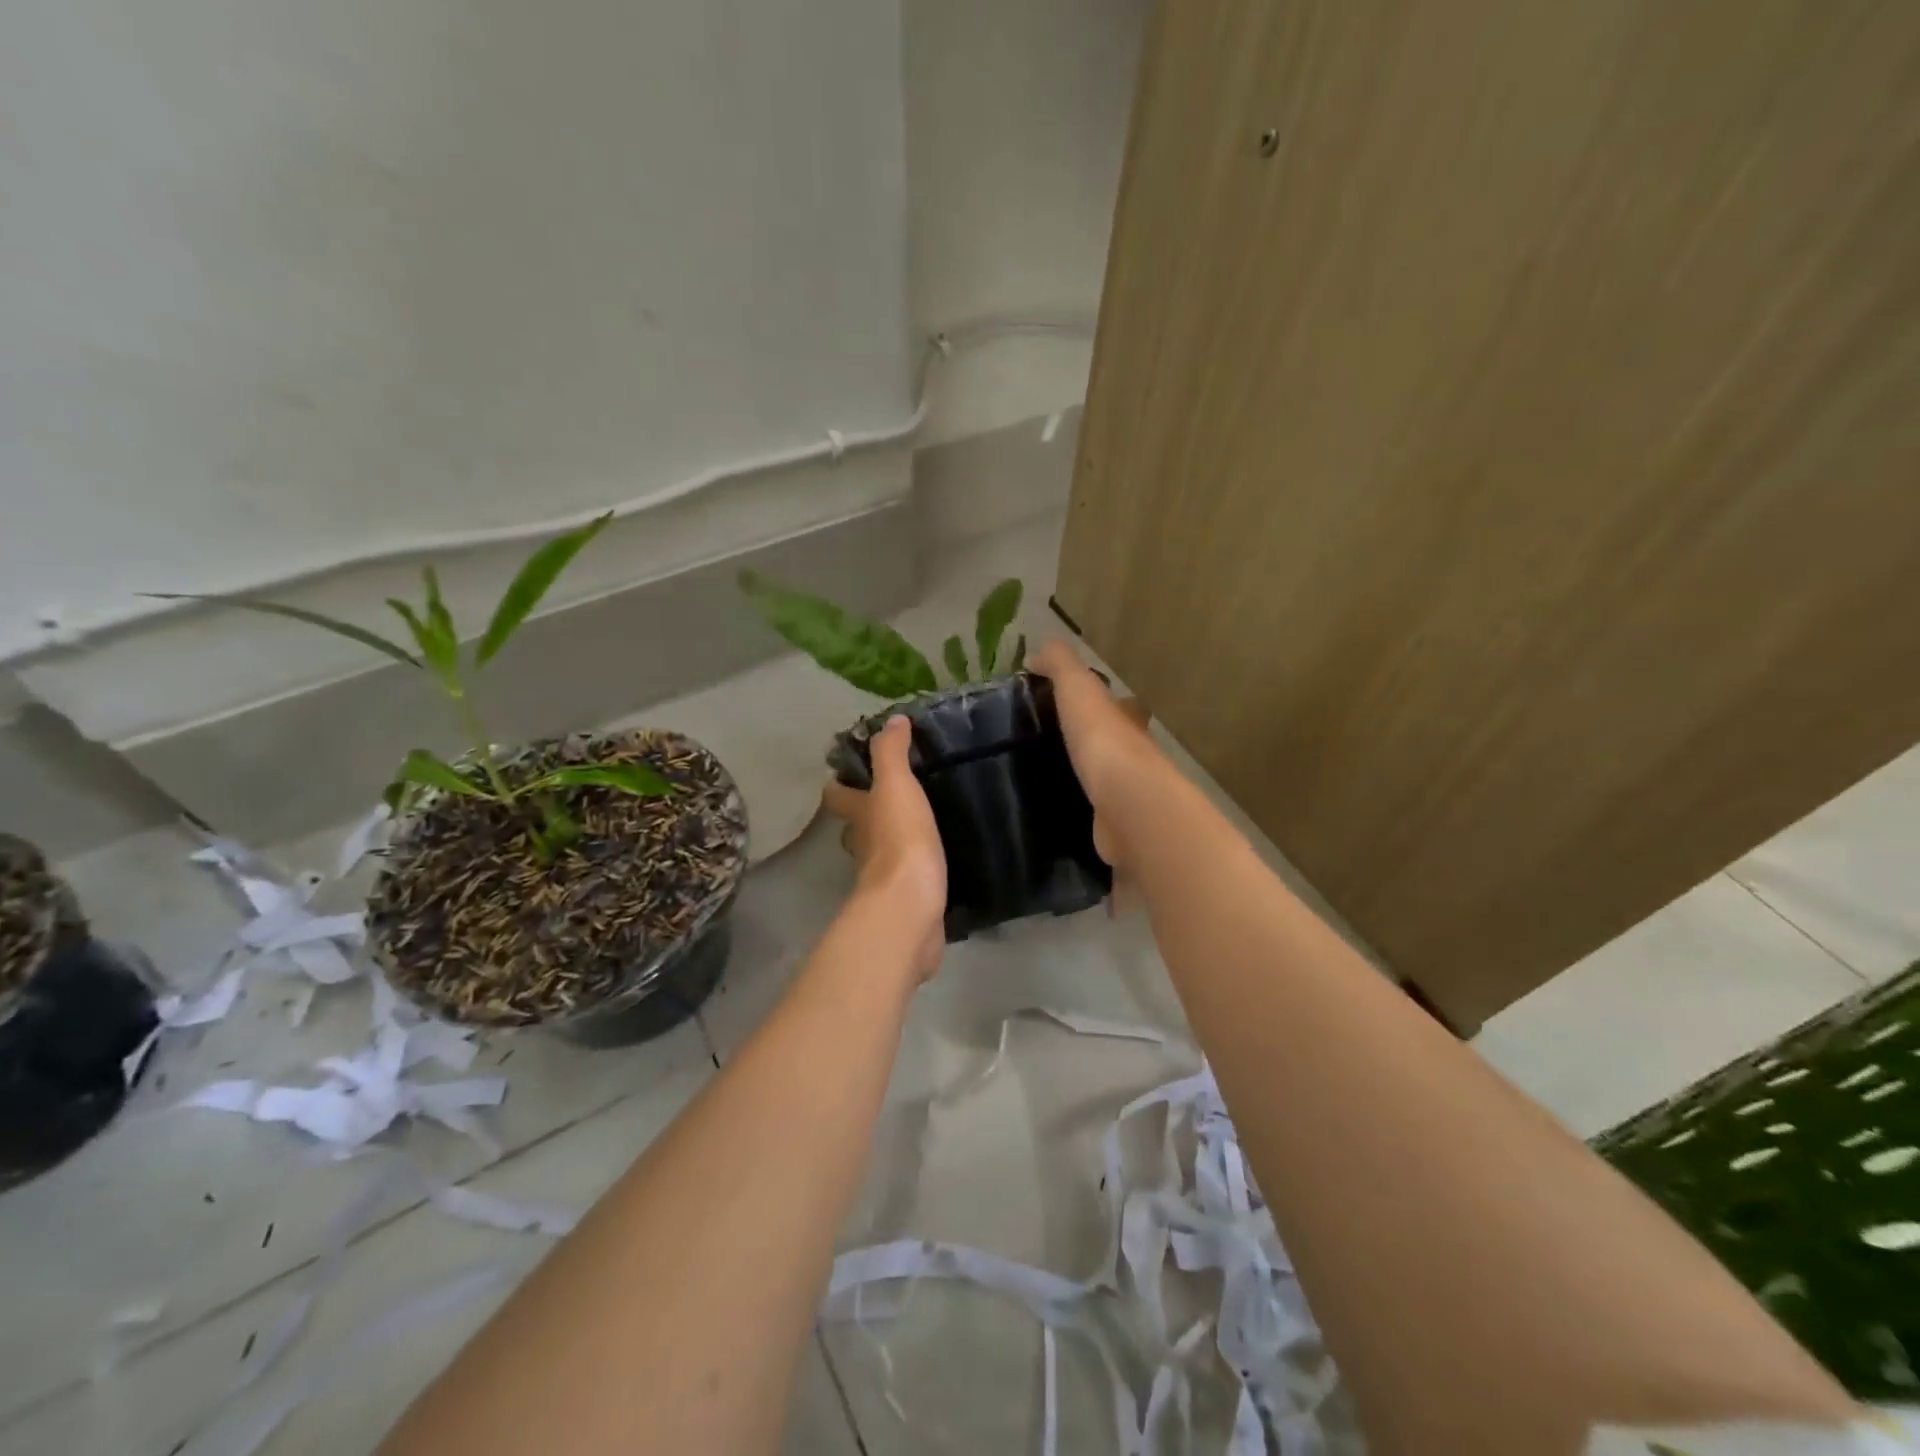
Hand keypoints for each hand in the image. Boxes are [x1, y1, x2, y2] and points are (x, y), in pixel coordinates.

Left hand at [821, 717, 947, 980]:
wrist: (912, 905)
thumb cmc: (900, 839)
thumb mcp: (896, 786)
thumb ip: (892, 753)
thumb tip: (892, 720)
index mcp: (859, 816)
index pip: (837, 794)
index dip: (841, 782)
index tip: (856, 769)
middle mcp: (864, 846)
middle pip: (856, 826)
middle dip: (867, 812)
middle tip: (893, 796)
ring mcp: (882, 876)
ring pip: (880, 852)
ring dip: (891, 840)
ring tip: (919, 823)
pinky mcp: (905, 897)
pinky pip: (906, 876)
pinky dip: (913, 867)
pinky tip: (934, 859)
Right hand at [1028, 641, 1158, 873]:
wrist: (1127, 804)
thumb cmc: (1103, 740)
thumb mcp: (1078, 689)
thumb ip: (1060, 665)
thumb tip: (1037, 651)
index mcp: (1127, 720)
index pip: (1116, 704)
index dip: (1096, 702)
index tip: (1062, 706)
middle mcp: (1134, 755)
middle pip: (1111, 744)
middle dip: (1087, 743)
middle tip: (1044, 746)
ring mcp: (1127, 794)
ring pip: (1102, 780)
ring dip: (1082, 778)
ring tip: (1041, 778)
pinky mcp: (1115, 826)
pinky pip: (1093, 814)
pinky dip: (1079, 811)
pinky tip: (1054, 813)